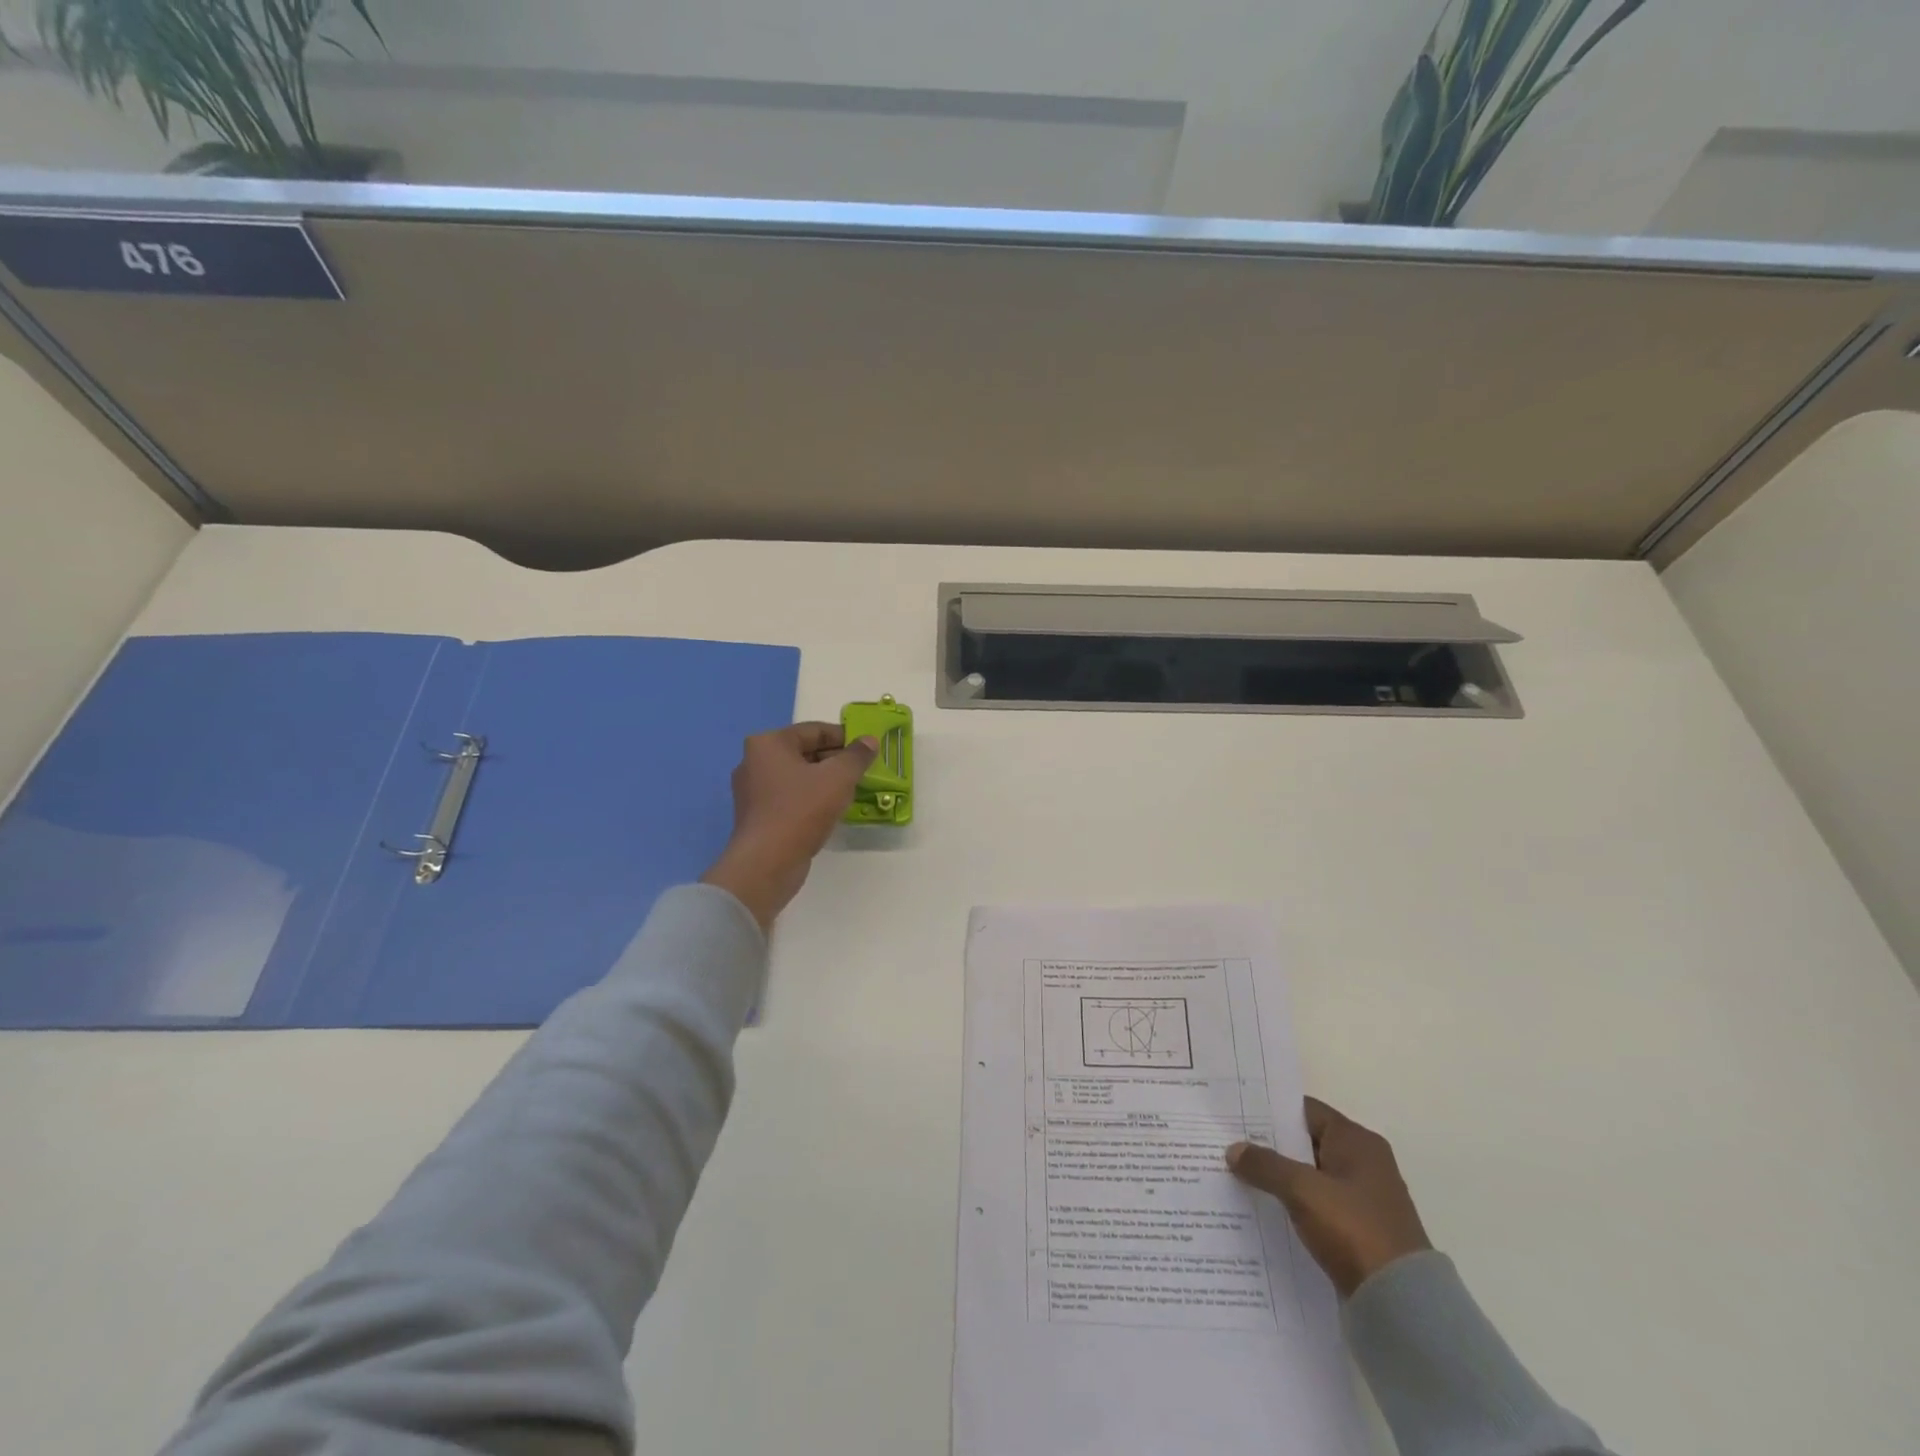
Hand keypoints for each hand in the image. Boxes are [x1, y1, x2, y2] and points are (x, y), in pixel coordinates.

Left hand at [701, 722, 877, 929]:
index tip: (868, 750)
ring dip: (825, 782)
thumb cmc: (802, 809)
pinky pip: (790, 798)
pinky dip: (811, 799)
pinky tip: (831, 811)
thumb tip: (869, 741)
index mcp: (768, 743)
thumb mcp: (839, 777)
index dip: (845, 737)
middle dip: (835, 760)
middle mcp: (754, 761)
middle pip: (805, 752)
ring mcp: (752, 791)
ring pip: (798, 777)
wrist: (767, 862)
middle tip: (862, 772)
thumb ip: (857, 756)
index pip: (814, 730)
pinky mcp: (757, 816)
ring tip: (851, 792)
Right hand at [1226, 1097, 1431, 1297]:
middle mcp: (1365, 1163)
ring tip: (1238, 1176)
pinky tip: (1264, 1210)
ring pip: (1310, 1176)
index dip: (1271, 1111)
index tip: (1236, 1115)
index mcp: (1357, 1141)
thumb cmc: (1353, 1229)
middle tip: (1229, 1144)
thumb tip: (1233, 1149)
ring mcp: (1364, 1199)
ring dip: (1280, 1177)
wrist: (1401, 1306)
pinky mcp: (1361, 1230)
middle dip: (1270, 1146)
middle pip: (1307, 1142)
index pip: (1306, 1111)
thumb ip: (1265, 1165)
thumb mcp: (1302, 1190)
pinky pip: (1318, 1205)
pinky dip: (1294, 1204)